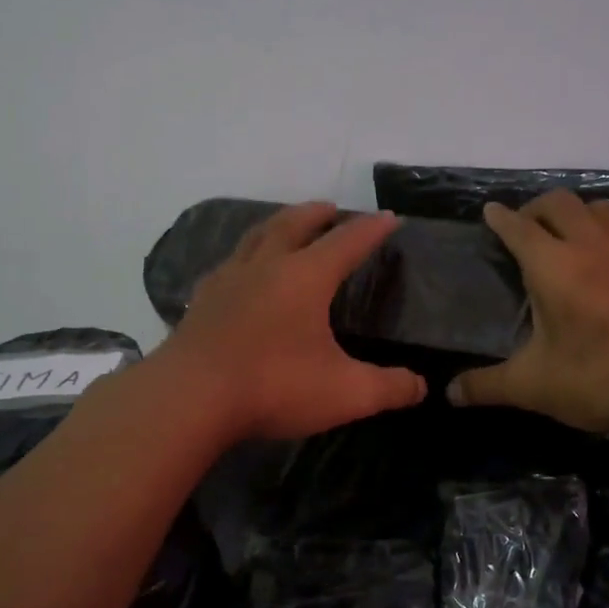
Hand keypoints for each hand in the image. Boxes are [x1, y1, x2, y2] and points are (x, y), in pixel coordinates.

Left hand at [153, 201, 426, 440]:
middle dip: (316, 214)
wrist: (189, 399)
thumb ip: (389, 388)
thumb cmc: (274, 387)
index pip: (347, 242)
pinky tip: (238, 273)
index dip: (371, 229)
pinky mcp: (201, 303)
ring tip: (285, 227)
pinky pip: (227, 266)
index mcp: (305, 278)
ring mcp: (227, 282)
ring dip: (276, 225)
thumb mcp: (346, 393)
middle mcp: (265, 267)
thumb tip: (420, 386)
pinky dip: (243, 258)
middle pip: (293, 225)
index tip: (389, 218)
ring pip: (255, 238)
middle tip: (329, 208)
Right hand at [447, 190, 608, 432]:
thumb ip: (487, 385)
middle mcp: (591, 245)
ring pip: (603, 208)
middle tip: (526, 225)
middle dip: (537, 207)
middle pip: (560, 203)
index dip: (501, 218)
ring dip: (580, 213)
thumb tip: (450, 393)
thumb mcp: (533, 387)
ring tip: (572, 234)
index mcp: (553, 266)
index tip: (490, 211)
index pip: (519, 228)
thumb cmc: (599, 378)